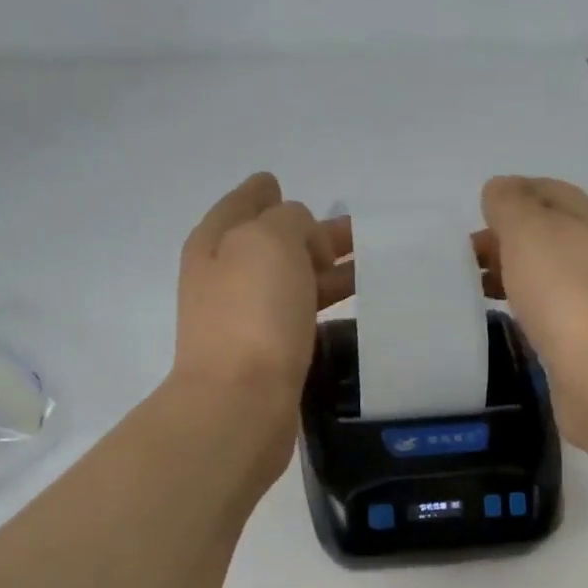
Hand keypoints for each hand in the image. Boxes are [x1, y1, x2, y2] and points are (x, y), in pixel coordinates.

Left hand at [172, 171, 353, 436]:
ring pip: (291, 284)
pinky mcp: (267, 359)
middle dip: (311, 234)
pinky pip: (300, 320)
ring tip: (371, 269)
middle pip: (272, 245)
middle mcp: (224, 280)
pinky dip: (324, 308)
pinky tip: (351, 311)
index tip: (283, 183)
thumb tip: (303, 239)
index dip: (264, 191)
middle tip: (359, 233)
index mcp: (216, 243)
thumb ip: (289, 221)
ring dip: (326, 272)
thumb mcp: (269, 241)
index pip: (242, 204)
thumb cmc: (252, 315)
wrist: (239, 404)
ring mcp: (244, 322)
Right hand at [478, 176, 587, 446]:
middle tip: (466, 259)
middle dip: (506, 239)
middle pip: (547, 233)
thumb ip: (510, 204)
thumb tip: (499, 190)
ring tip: (477, 289)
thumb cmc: (563, 291)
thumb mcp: (528, 231)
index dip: (509, 197)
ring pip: (547, 272)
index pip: (546, 190)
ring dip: (513, 273)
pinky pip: (550, 308)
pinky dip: (525, 304)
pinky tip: (507, 316)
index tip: (473, 217)